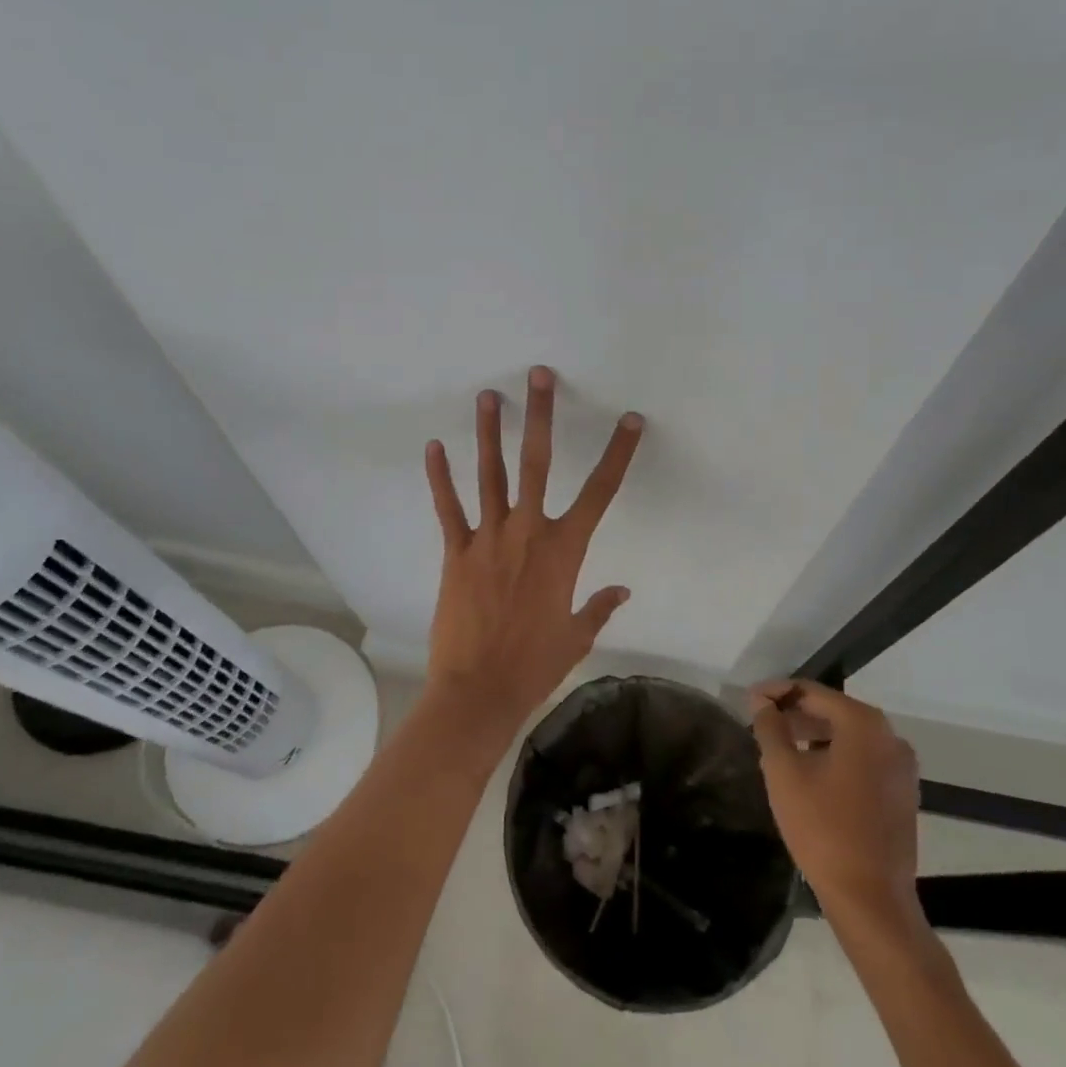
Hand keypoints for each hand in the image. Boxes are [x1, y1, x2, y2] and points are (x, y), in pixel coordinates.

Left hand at [423, 366, 643, 733]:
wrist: (480, 690)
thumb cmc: (535, 665)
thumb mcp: (576, 636)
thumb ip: (600, 607)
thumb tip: (623, 591)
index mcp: (565, 550)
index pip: (601, 491)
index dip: (618, 453)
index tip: (630, 420)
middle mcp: (528, 531)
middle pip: (538, 463)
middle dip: (541, 415)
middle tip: (539, 375)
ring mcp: (489, 538)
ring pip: (490, 474)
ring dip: (489, 432)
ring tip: (488, 396)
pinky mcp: (456, 552)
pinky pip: (448, 507)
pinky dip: (440, 477)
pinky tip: (434, 447)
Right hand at [750, 680, 921, 916]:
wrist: (871, 900)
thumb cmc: (823, 828)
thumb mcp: (784, 772)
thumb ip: (770, 727)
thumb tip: (762, 702)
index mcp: (864, 724)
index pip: (812, 692)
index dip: (777, 692)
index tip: (749, 699)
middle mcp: (890, 737)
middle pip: (833, 712)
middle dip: (795, 714)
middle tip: (760, 723)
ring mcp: (901, 767)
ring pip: (848, 737)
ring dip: (813, 735)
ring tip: (779, 747)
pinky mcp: (902, 793)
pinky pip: (862, 759)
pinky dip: (834, 756)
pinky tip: (809, 772)